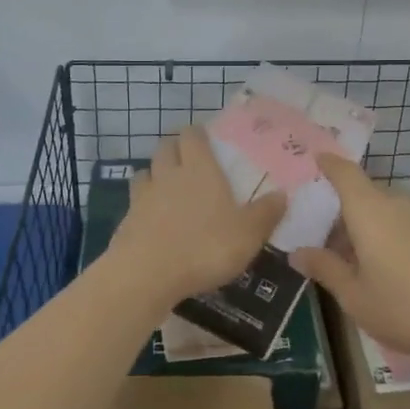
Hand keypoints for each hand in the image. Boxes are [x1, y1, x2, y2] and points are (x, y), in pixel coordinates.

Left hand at [106, 126, 286, 309]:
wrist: (147, 274)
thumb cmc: (205, 247)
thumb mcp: (248, 234)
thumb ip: (266, 213)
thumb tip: (283, 194)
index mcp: (200, 169)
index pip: (193, 136)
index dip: (197, 134)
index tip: (206, 138)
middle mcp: (169, 174)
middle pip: (165, 147)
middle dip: (175, 148)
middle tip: (188, 160)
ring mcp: (143, 196)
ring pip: (146, 172)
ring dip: (155, 174)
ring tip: (167, 187)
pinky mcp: (126, 221)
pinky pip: (134, 202)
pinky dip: (143, 205)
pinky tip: (153, 220)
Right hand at [291, 154, 409, 364]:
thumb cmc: (408, 307)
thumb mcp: (355, 296)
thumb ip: (326, 269)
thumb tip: (297, 252)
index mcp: (369, 210)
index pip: (344, 172)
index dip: (328, 164)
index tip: (312, 160)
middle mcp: (396, 205)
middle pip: (362, 194)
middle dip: (339, 209)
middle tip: (316, 233)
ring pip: (382, 212)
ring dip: (361, 227)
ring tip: (344, 258)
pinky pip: (400, 226)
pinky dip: (383, 237)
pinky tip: (379, 269)